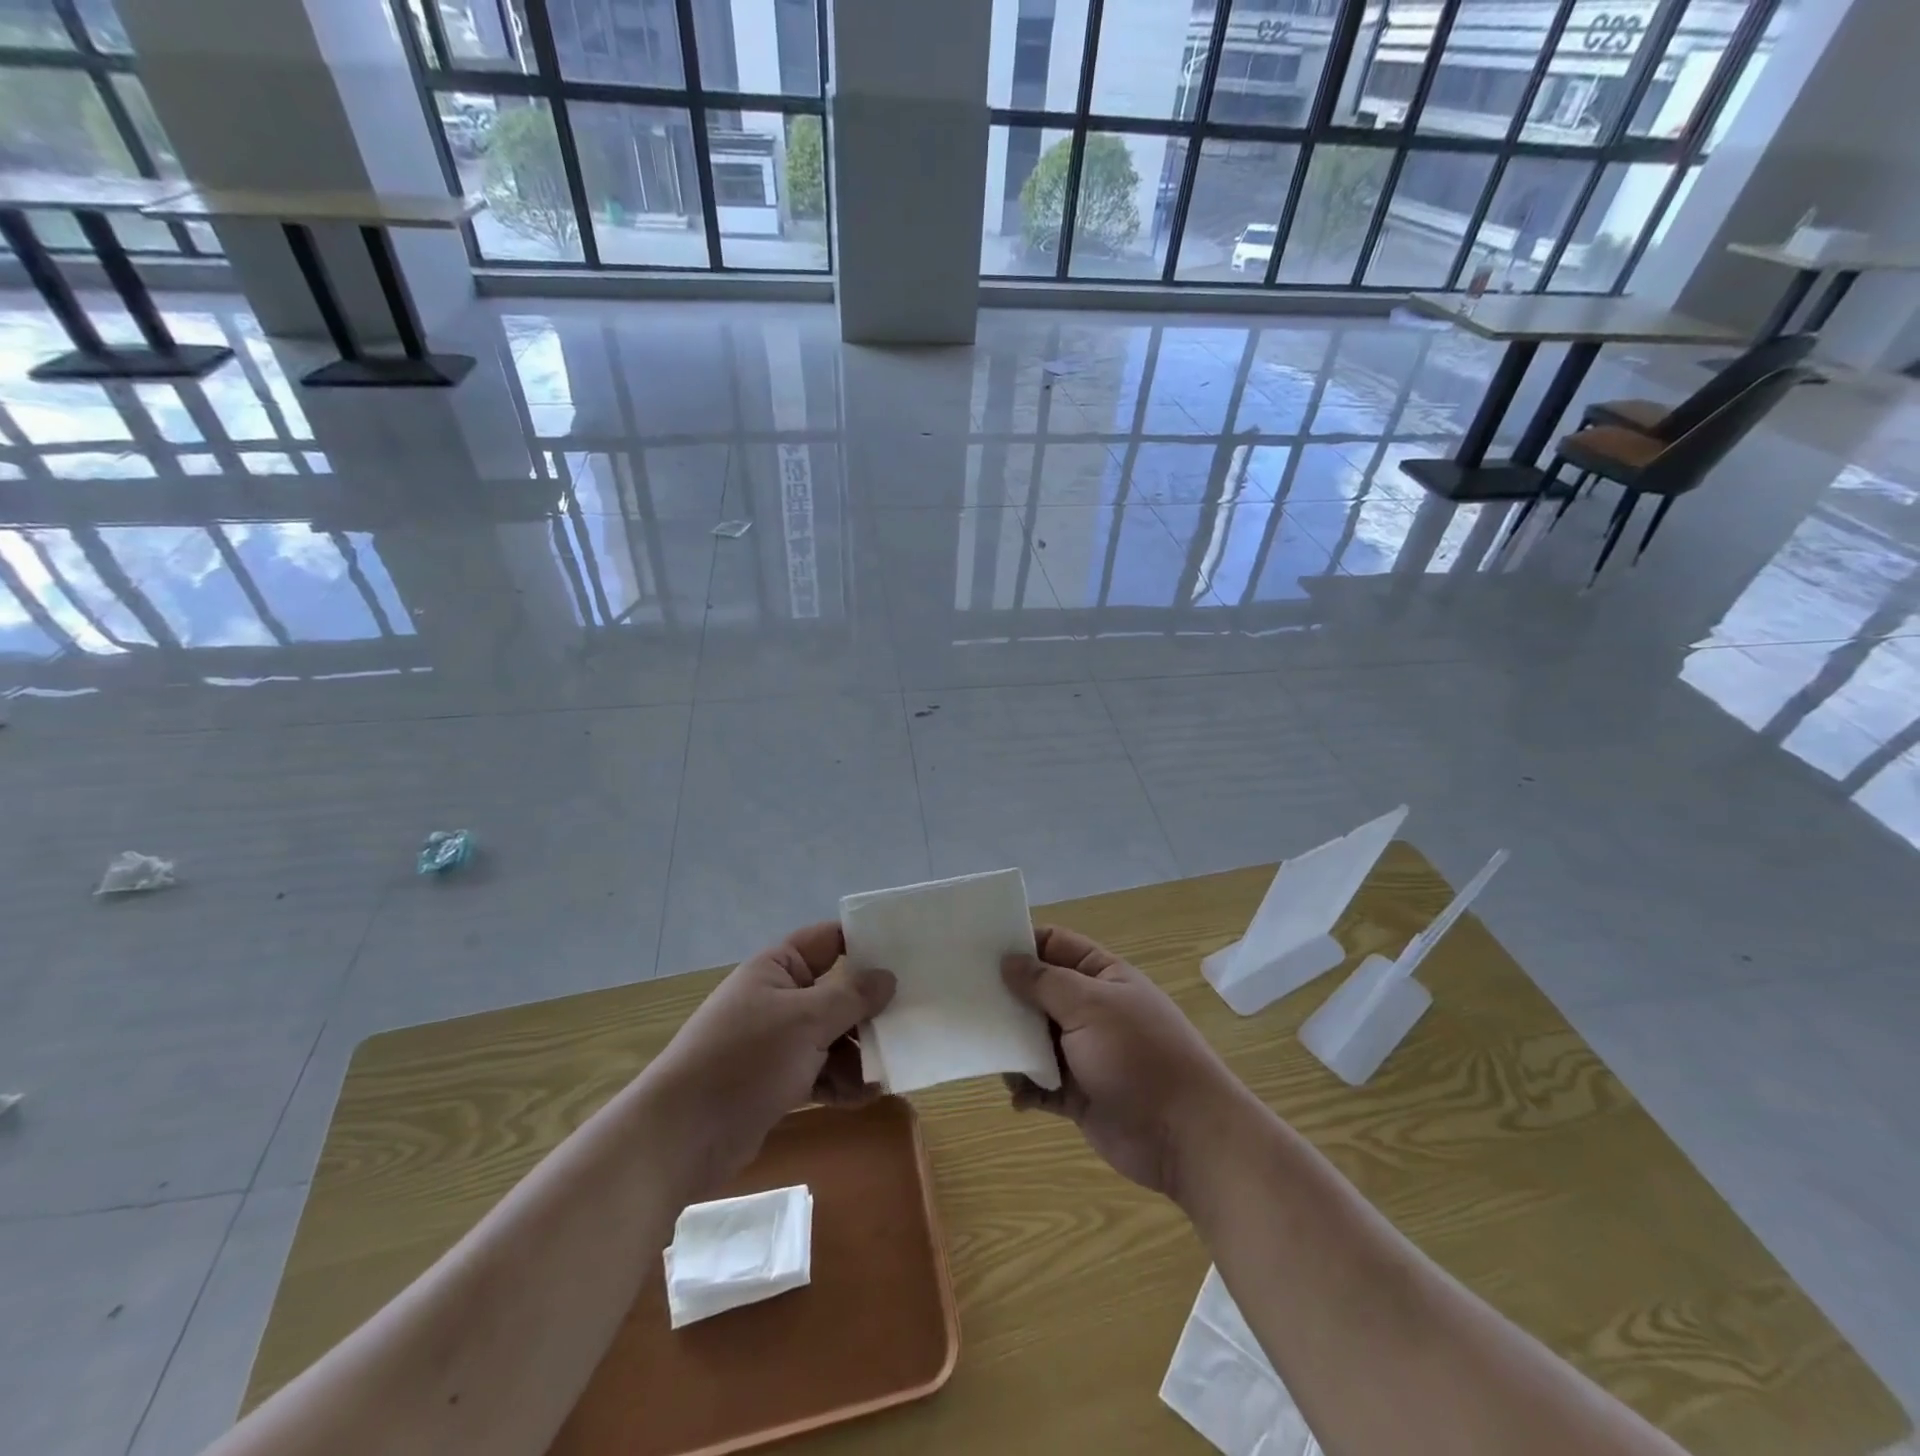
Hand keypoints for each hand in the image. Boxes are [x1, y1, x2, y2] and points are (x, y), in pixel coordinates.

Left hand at [648, 922, 894, 1195]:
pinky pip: (822, 1072)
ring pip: (833, 1036)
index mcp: (779, 967)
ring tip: (889, 1068)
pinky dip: (843, 1082)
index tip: (908, 953)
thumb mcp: (806, 1020)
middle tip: (913, 1017)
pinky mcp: (779, 1081)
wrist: (683, 1136)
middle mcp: (780, 998)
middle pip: (838, 992)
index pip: (830, 940)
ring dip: (860, 1053)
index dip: (866, 942)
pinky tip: (868, 1096)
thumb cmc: (746, 1059)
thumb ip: (852, 996)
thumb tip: (888, 976)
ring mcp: (779, 1041)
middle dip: (870, 1009)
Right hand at [1002, 925, 1248, 1200]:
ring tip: (986, 1051)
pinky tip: (1017, 1096)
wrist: (1185, 1136)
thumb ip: (1044, 982)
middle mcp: (1090, 1009)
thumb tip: (1007, 960)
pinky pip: (1040, 1083)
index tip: (977, 950)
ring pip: (1034, 1038)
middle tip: (964, 1000)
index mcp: (1100, 976)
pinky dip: (1026, 1088)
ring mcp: (1084, 1052)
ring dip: (1012, 1045)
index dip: (1019, 944)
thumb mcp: (1090, 1006)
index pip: (1054, 945)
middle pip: (1038, 992)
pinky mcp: (1078, 1094)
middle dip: (1006, 997)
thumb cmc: (1138, 1056)